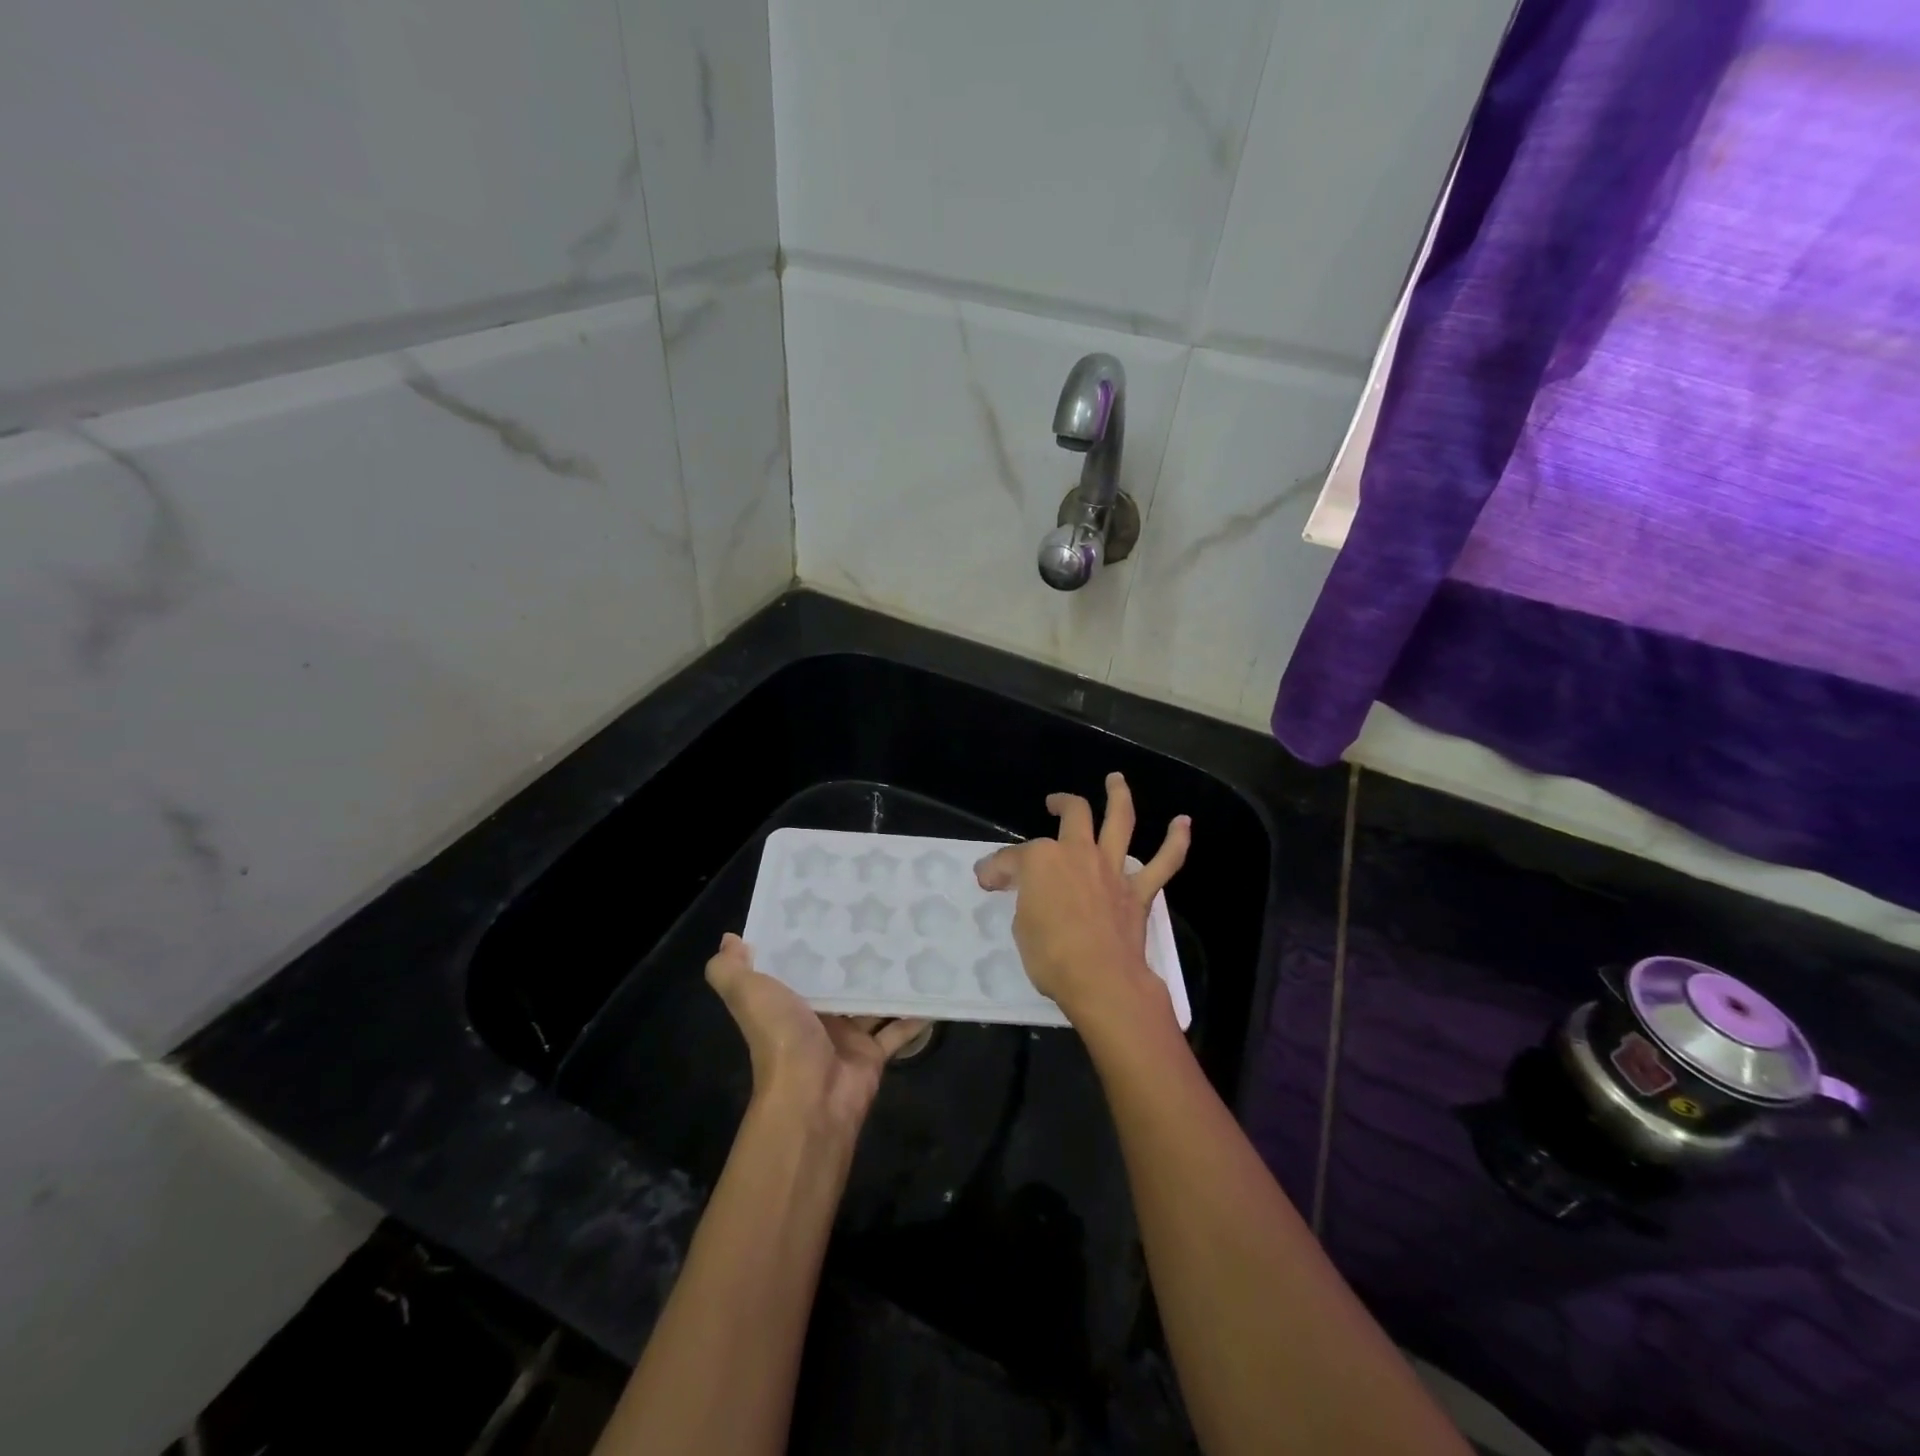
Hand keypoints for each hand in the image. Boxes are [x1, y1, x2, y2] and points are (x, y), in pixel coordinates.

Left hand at [706, 934, 928, 1131]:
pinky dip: (915, 1014)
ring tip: (912, 940)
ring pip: (871, 1001)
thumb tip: (729, 938)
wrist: (811, 1099)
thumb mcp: (748, 995)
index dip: (812, 936)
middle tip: (884, 914)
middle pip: (839, 979)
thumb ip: (731, 969)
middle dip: (856, 953)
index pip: (799, 961)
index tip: (833, 901)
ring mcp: (847, 1035)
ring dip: (888, 979)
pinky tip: (934, 986)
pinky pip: (898, 1029)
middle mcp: (816, 1016)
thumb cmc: (781, 1038)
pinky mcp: (873, 1053)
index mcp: (786, 999)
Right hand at [973, 773, 1189, 1027]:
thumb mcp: (1021, 926)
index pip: (1012, 858)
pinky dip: (1176, 842)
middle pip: (1073, 815)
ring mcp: (1111, 869)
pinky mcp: (1138, 891)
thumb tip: (1023, 891)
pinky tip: (1183, 823)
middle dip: (1062, 804)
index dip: (996, 868)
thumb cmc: (1050, 956)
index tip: (987, 880)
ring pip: (1119, 821)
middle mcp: (1078, 853)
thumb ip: (1024, 900)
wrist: (1100, 979)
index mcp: (1042, 860)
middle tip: (1055, 803)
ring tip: (1116, 780)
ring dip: (1119, 796)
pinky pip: (1163, 862)